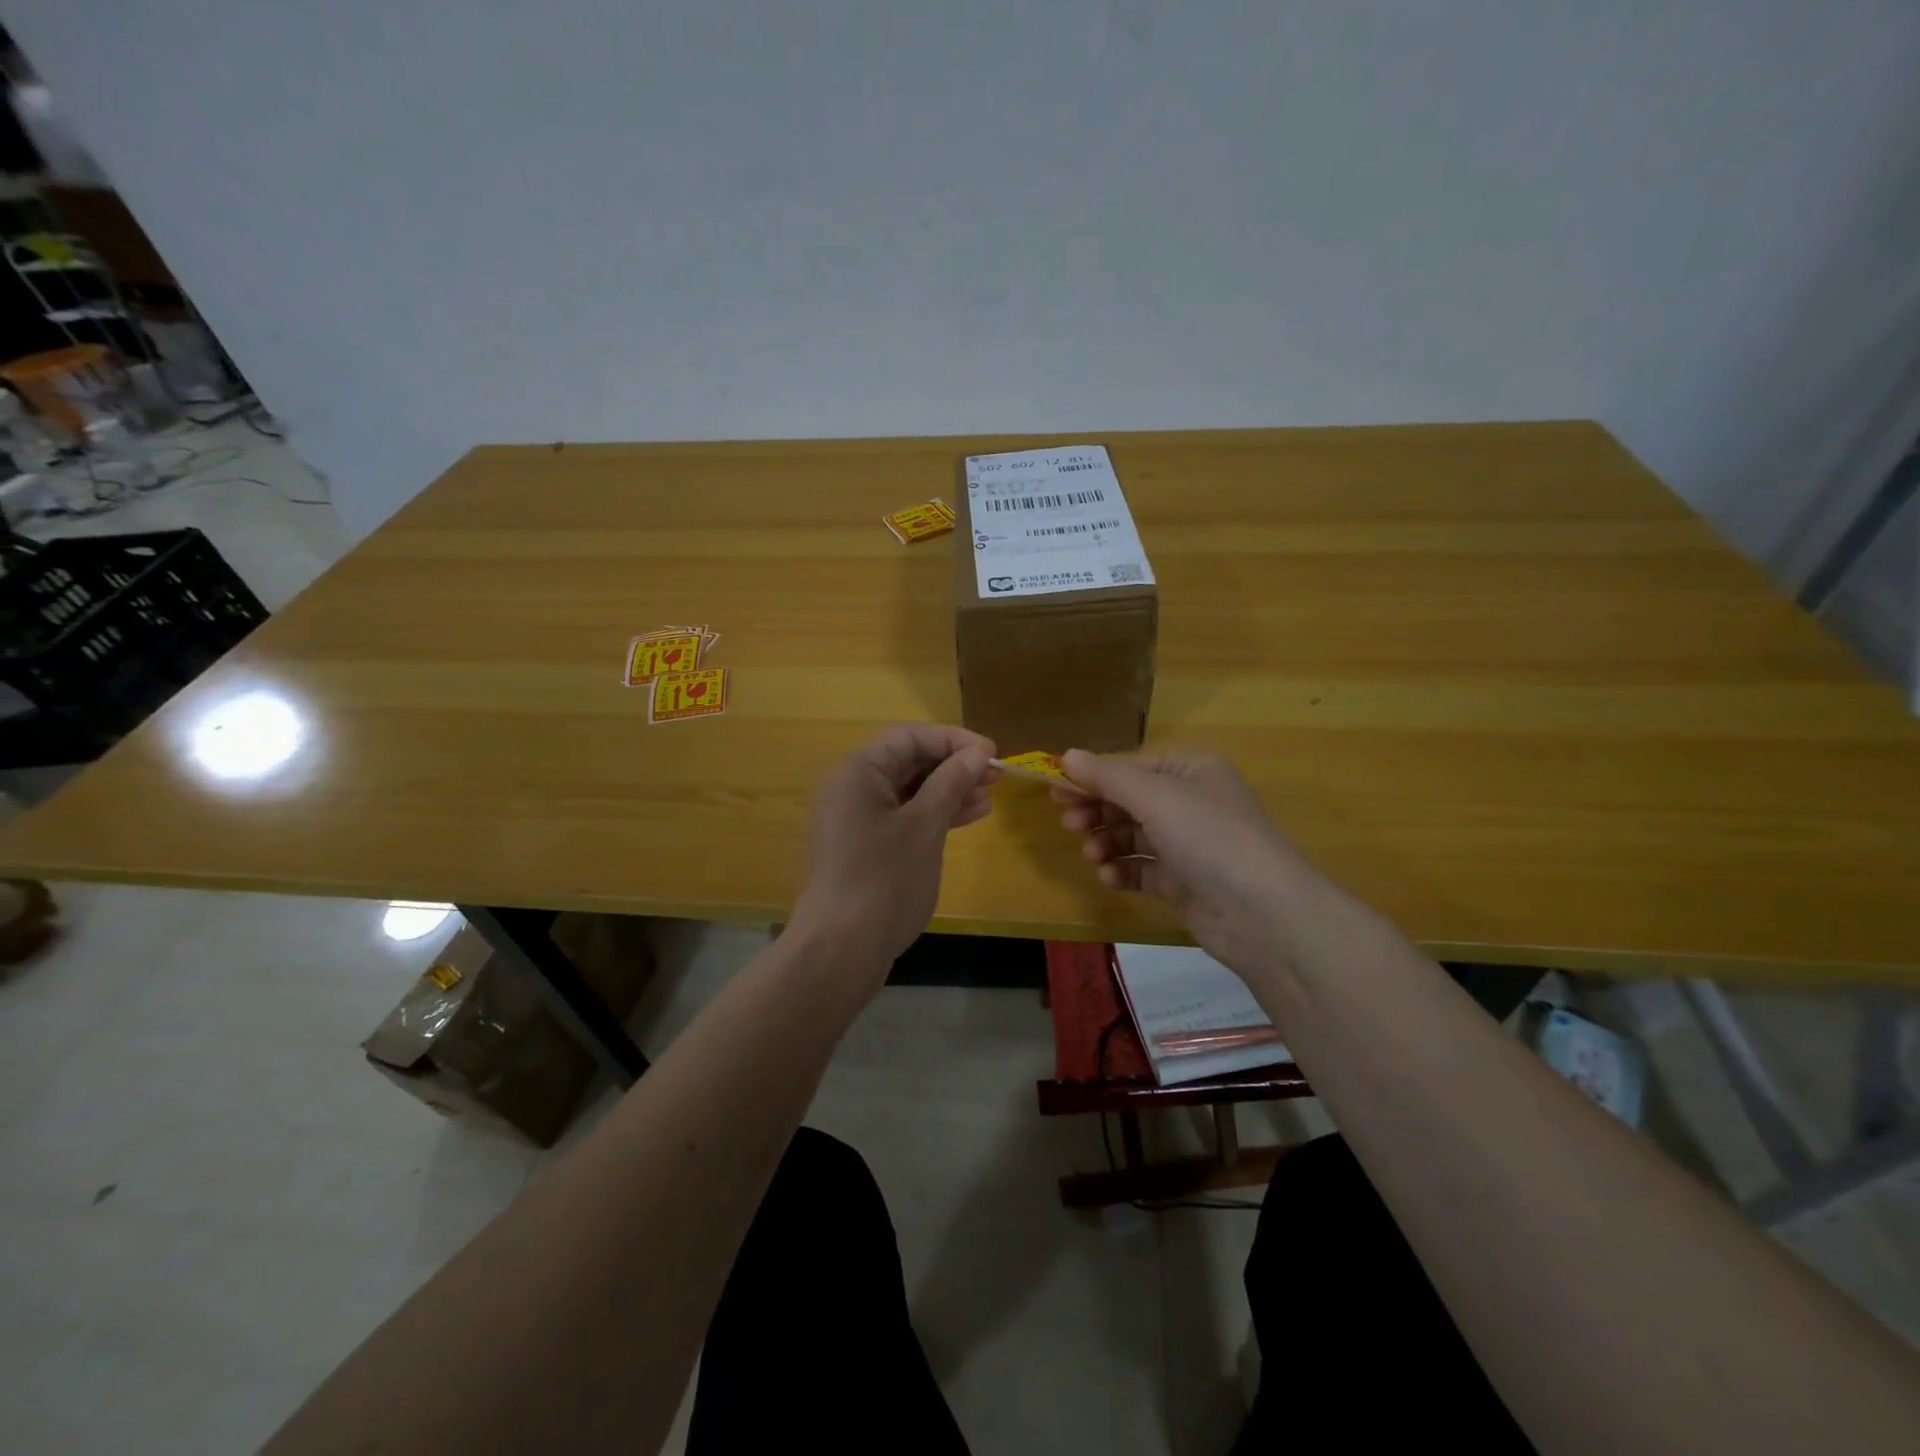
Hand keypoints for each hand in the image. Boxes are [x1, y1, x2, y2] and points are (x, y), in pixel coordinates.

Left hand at [789, 723, 999, 980]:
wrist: (842, 948)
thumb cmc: (886, 879)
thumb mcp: (925, 825)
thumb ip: (951, 782)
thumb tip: (977, 753)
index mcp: (859, 772)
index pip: (909, 737)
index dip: (953, 739)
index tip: (992, 752)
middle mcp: (853, 788)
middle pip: (908, 760)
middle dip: (953, 765)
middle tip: (996, 776)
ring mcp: (857, 819)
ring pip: (909, 791)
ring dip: (949, 790)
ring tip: (989, 796)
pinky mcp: (865, 846)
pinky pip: (903, 816)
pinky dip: (933, 814)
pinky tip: (968, 817)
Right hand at [1055, 748, 1313, 975]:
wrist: (1261, 913)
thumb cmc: (1209, 836)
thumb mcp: (1155, 797)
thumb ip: (1107, 777)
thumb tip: (1066, 755)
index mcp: (1191, 771)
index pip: (1131, 768)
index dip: (1093, 779)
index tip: (1056, 792)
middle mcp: (1191, 803)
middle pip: (1129, 801)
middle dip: (1098, 811)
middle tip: (1069, 824)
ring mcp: (1188, 845)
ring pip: (1133, 837)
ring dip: (1107, 843)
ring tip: (1094, 856)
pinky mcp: (1183, 883)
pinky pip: (1142, 870)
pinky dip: (1123, 871)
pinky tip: (1111, 878)